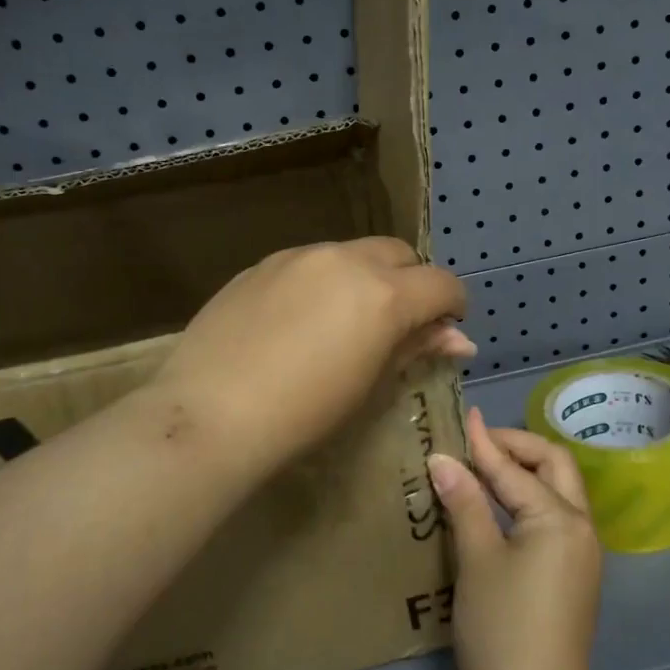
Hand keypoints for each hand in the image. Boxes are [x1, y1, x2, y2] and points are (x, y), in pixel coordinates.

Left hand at [154, 237, 472, 478]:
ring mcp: (299, 256)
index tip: (444, 330)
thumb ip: (415, 349)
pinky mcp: (262, 263)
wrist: (211, 414)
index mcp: (384, 294)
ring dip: (365, 278)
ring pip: (352, 253)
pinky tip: (298, 320)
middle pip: (399, 254)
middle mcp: (346, 260)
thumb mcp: (371, 385)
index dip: (452, 306)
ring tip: (343, 322)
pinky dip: (323, 281)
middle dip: (411, 282)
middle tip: (397, 324)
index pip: (442, 283)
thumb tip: (458, 339)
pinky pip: (309, 262)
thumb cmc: (304, 416)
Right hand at [427, 408, 603, 669]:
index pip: (515, 468)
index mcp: (559, 518)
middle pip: (554, 466)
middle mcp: (580, 527)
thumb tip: (443, 460)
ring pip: (558, 491)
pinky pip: (555, 518)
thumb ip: (464, 503)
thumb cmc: (502, 629)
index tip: (464, 417)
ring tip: (484, 468)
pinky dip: (529, 500)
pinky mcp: (573, 575)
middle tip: (479, 443)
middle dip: (518, 447)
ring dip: (525, 472)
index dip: (485, 442)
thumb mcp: (477, 561)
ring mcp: (581, 553)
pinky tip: (499, 507)